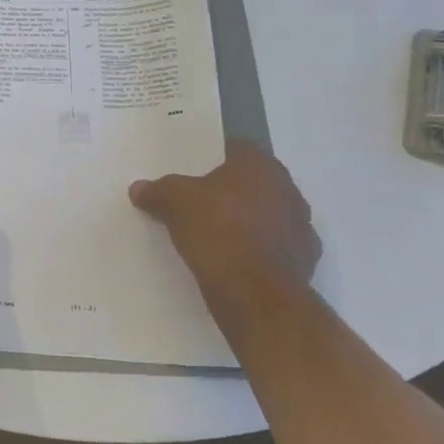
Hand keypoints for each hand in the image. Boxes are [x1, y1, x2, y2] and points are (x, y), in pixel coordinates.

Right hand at [129, 140, 319, 302]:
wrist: (255, 294)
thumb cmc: (217, 230)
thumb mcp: (173, 202)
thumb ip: (156, 191)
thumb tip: (138, 188)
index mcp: (261, 167)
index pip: (238, 149)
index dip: (214, 157)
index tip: (193, 171)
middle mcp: (288, 190)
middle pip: (254, 182)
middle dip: (230, 190)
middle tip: (199, 201)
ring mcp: (302, 228)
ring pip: (267, 215)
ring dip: (247, 220)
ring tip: (215, 234)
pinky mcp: (305, 262)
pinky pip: (274, 246)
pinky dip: (258, 250)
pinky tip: (233, 260)